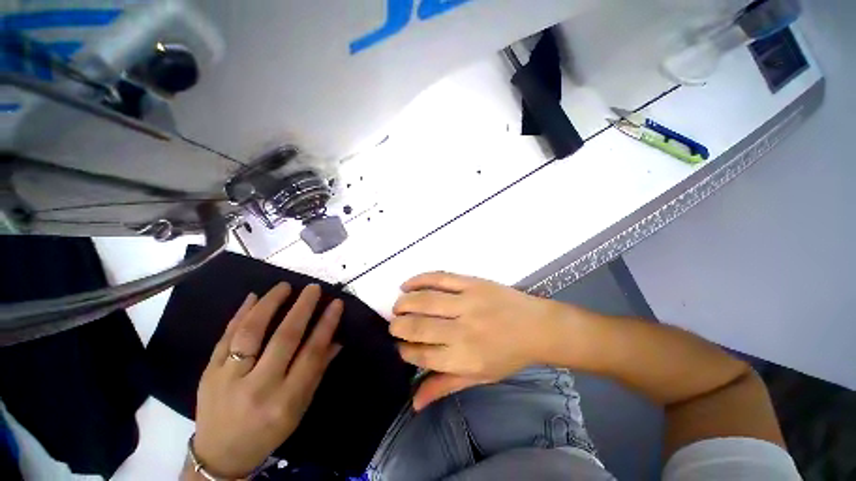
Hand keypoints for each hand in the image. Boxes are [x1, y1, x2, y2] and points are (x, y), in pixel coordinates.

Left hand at [188, 283, 342, 478]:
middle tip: (313, 288)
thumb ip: (317, 370)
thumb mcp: (299, 407)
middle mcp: (257, 388)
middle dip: (301, 308)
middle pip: (283, 339)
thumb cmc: (268, 431)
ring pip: (250, 332)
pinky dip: (240, 314)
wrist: (220, 454)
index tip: (336, 304)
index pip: (311, 354)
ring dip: (269, 305)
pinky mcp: (208, 372)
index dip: (326, 325)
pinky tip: (253, 298)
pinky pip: (225, 338)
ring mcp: (228, 379)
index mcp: (285, 400)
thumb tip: (337, 339)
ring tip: (283, 287)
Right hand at [389, 272, 569, 410]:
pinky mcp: (472, 282)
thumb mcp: (479, 376)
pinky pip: (440, 278)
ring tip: (398, 306)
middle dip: (398, 326)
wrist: (537, 326)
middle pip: (418, 326)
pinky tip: (407, 285)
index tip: (401, 346)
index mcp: (464, 357)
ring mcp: (467, 302)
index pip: (422, 355)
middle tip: (394, 325)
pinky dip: (419, 280)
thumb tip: (413, 402)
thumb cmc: (508, 355)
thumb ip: (445, 386)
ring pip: (425, 300)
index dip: (405, 350)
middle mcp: (463, 329)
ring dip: (404, 303)